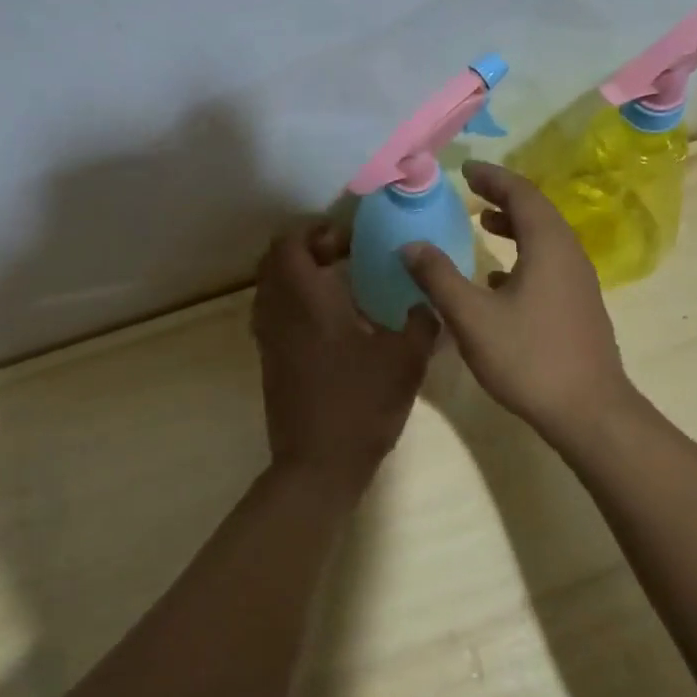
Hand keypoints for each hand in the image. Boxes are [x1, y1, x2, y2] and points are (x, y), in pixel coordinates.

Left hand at [252, 221, 437, 493]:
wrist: (318, 464)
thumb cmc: (361, 404)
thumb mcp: (405, 362)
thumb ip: (421, 324)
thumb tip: (428, 303)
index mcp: (306, 300)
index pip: (290, 243)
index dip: (315, 232)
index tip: (348, 240)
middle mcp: (279, 311)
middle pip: (274, 260)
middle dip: (306, 249)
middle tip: (342, 256)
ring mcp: (268, 337)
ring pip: (271, 287)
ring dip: (297, 275)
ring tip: (338, 284)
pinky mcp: (269, 360)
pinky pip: (273, 312)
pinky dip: (293, 301)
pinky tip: (331, 321)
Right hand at [403, 160, 635, 441]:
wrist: (589, 411)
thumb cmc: (528, 357)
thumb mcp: (472, 317)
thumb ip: (439, 277)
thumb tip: (411, 245)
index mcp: (548, 245)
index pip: (521, 193)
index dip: (492, 177)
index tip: (465, 169)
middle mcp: (569, 254)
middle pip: (536, 211)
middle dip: (503, 196)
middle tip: (471, 190)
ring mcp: (579, 281)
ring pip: (544, 238)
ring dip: (513, 225)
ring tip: (482, 224)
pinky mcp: (578, 305)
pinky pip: (548, 262)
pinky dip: (523, 254)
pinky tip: (497, 278)